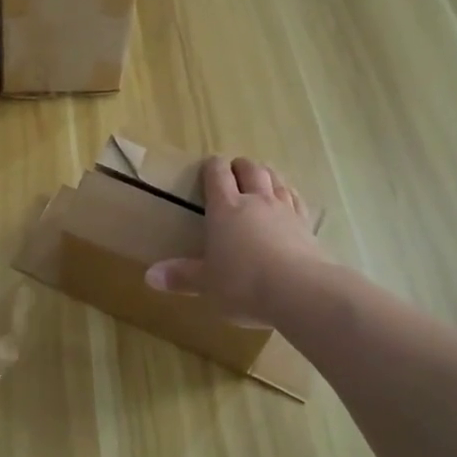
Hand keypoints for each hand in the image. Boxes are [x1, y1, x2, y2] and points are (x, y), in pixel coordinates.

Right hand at [146, 156, 325, 322]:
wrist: (299, 290)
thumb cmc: (243, 283)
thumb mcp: (207, 284)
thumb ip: (181, 277)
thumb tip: (150, 276)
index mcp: (225, 209)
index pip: (217, 175)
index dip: (212, 167)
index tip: (208, 166)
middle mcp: (255, 201)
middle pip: (250, 169)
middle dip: (240, 166)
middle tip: (234, 171)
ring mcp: (284, 210)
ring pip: (275, 179)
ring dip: (266, 174)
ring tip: (261, 178)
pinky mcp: (306, 225)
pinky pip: (297, 200)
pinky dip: (289, 194)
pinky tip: (289, 199)